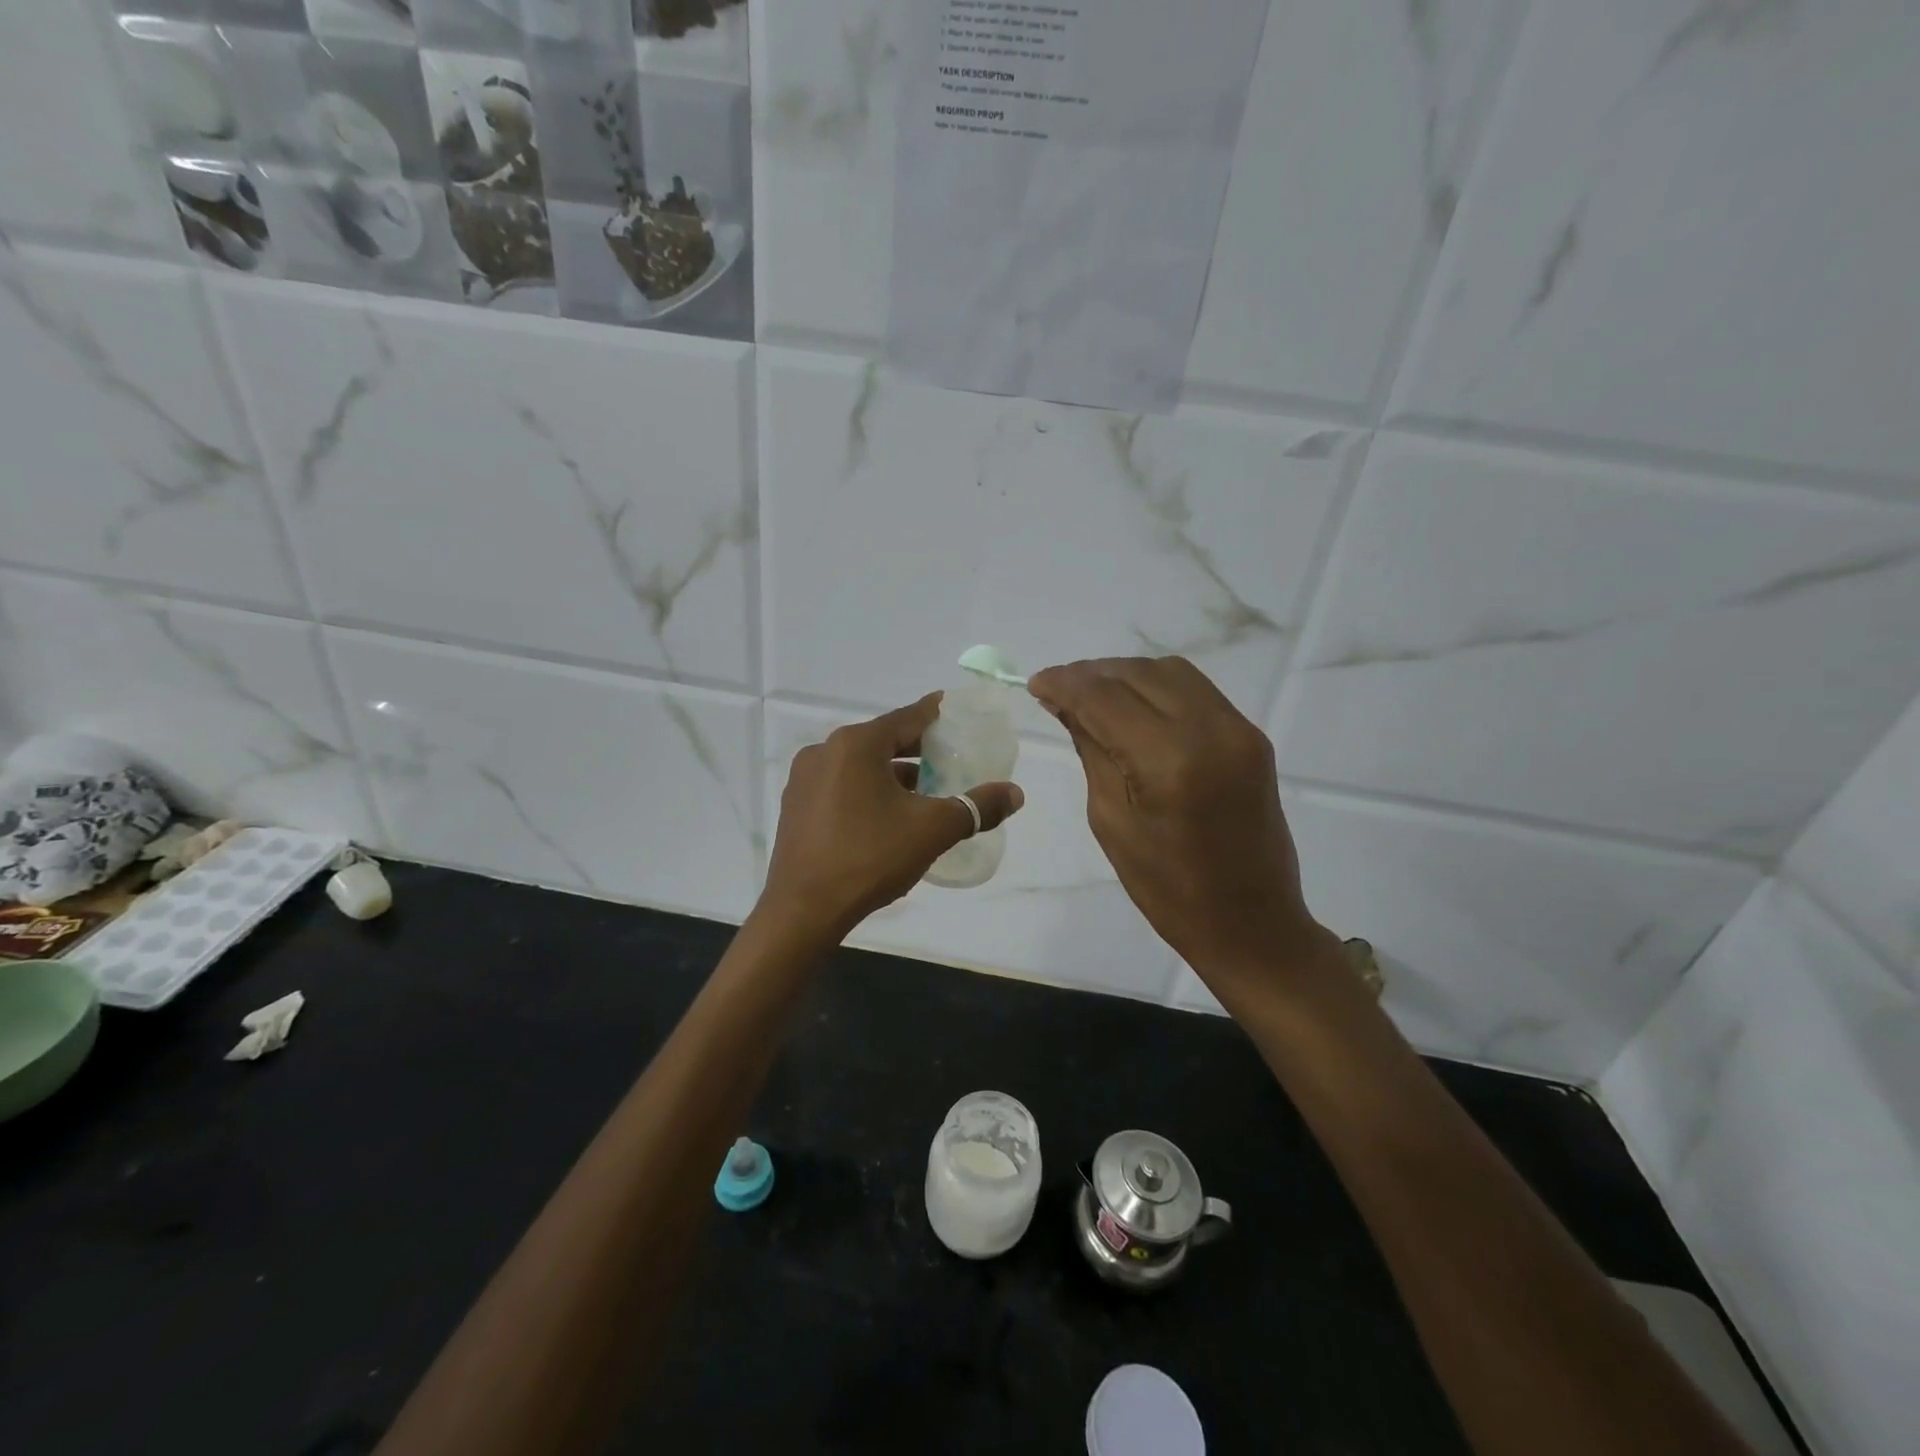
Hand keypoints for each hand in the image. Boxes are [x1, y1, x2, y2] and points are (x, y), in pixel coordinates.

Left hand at [761, 693, 1024, 941]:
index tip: (956, 712)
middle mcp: (825, 751)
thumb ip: (976, 807)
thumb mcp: (932, 830)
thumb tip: (1015, 794)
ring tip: (926, 792)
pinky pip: (841, 786)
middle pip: (883, 740)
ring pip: (861, 765)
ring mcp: (805, 779)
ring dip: (893, 774)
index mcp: (856, 744)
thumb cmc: (870, 857)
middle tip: (950, 757)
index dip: (936, 714)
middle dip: (918, 749)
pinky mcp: (796, 807)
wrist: (803, 910)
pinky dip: (868, 790)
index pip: (907, 717)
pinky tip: (888, 816)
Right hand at [1029, 657, 1331, 988]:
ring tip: (1091, 695)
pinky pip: (1195, 690)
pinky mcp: (1251, 735)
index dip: (1065, 683)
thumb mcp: (1112, 821)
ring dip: (1124, 675)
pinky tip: (1132, 706)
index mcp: (1170, 762)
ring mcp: (1238, 729)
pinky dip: (1156, 687)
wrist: (1251, 922)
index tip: (1035, 683)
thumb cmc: (1168, 890)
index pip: (1105, 698)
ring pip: (1169, 672)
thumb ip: (1092, 750)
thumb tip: (1066, 703)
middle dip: (1091, 674)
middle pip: (1138, 674)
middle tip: (1057, 690)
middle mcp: (1210, 730)